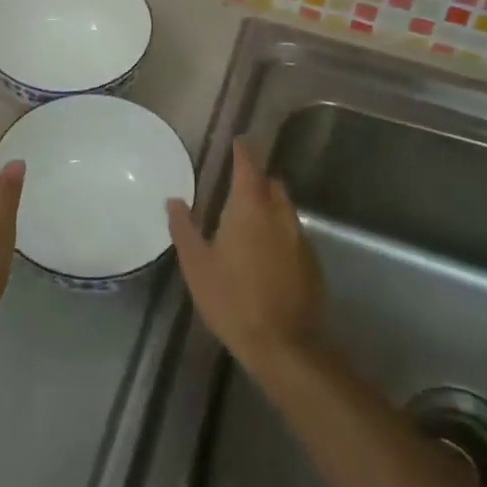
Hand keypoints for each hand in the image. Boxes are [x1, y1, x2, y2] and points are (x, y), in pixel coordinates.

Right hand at [168, 138, 324, 379]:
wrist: (284, 346)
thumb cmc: (232, 300)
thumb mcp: (196, 265)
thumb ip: (184, 228)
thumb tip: (174, 200)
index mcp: (250, 208)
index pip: (249, 165)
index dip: (244, 150)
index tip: (239, 140)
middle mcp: (279, 214)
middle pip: (272, 183)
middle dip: (257, 178)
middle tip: (237, 185)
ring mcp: (300, 238)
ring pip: (284, 208)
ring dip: (269, 205)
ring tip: (248, 220)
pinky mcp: (312, 262)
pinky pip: (293, 233)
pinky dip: (279, 231)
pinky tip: (265, 254)